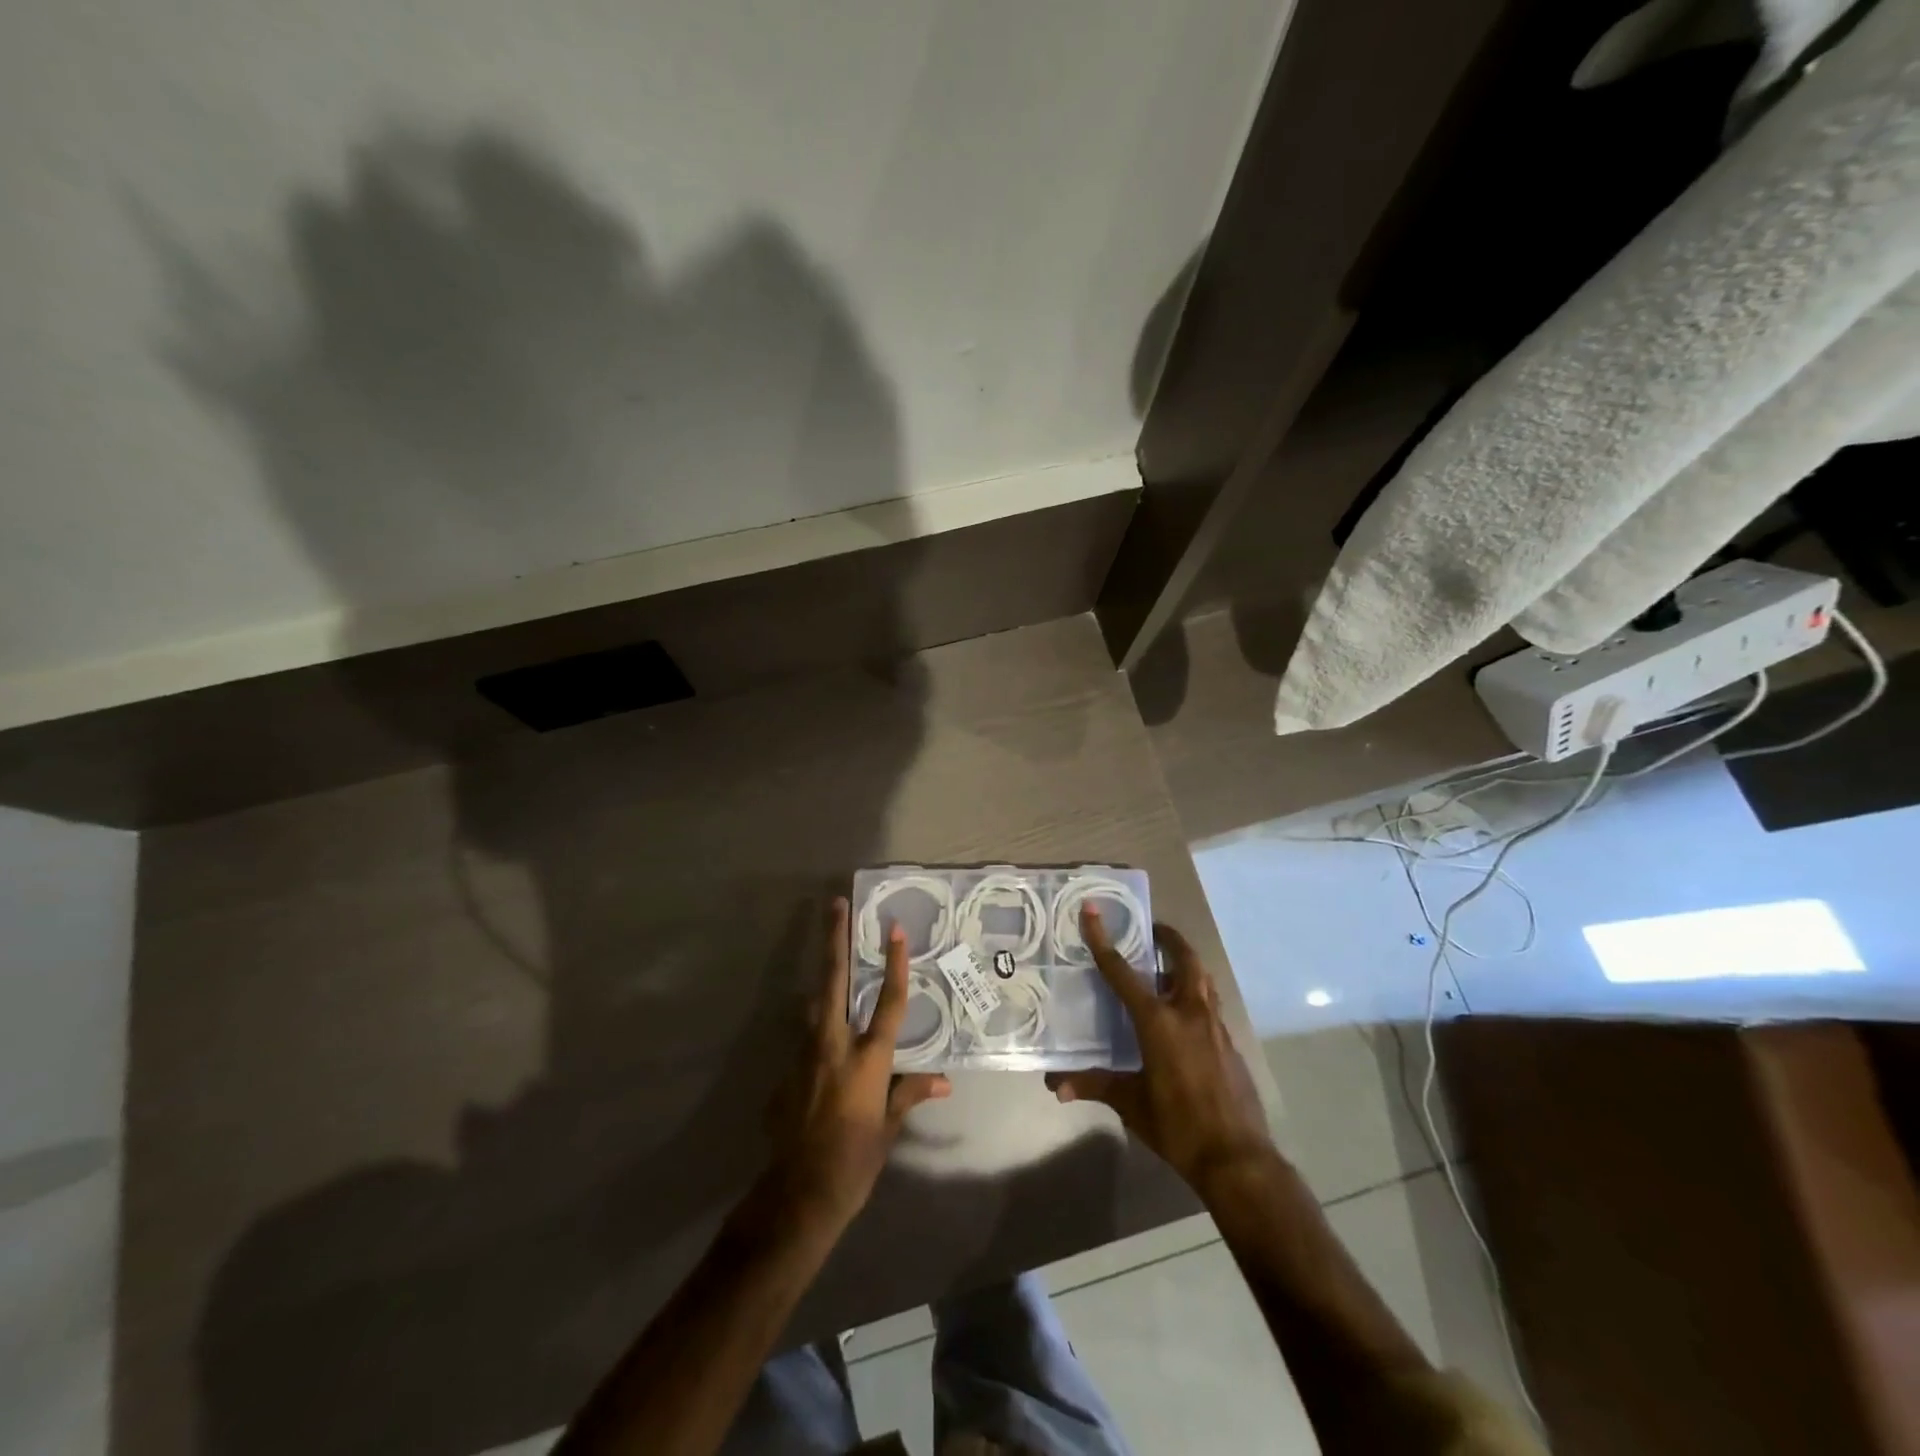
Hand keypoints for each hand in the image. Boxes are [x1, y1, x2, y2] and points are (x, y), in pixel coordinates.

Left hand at [763, 898, 950, 1232]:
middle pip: (834, 981)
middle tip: (834, 905)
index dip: (895, 964)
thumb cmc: (855, 1161)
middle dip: (834, 940)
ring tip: (831, 959)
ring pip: (813, 1005)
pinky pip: (804, 1041)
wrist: (797, 1196)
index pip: (889, 1002)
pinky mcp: (784, 1073)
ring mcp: (804, 1056)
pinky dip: (816, 1032)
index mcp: (868, 1058)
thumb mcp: (888, 1128)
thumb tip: (945, 1081)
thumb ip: (910, 1093)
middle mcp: (834, 1046)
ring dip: (823, 982)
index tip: (894, 928)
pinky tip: (822, 1047)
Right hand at [1046, 908, 1271, 1191]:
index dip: (1104, 940)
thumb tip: (1055, 1085)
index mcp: (1159, 1021)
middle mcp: (1190, 1013)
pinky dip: (1195, 995)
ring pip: (1203, 980)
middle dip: (1168, 938)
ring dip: (1185, 964)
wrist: (1238, 1160)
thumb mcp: (1131, 1104)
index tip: (1092, 911)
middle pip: (1184, 959)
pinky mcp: (1231, 1044)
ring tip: (1165, 967)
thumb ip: (1094, 1085)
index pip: (1123, 972)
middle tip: (1151, 930)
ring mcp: (1216, 1027)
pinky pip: (1211, 1005)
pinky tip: (1183, 1016)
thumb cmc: (1178, 1127)